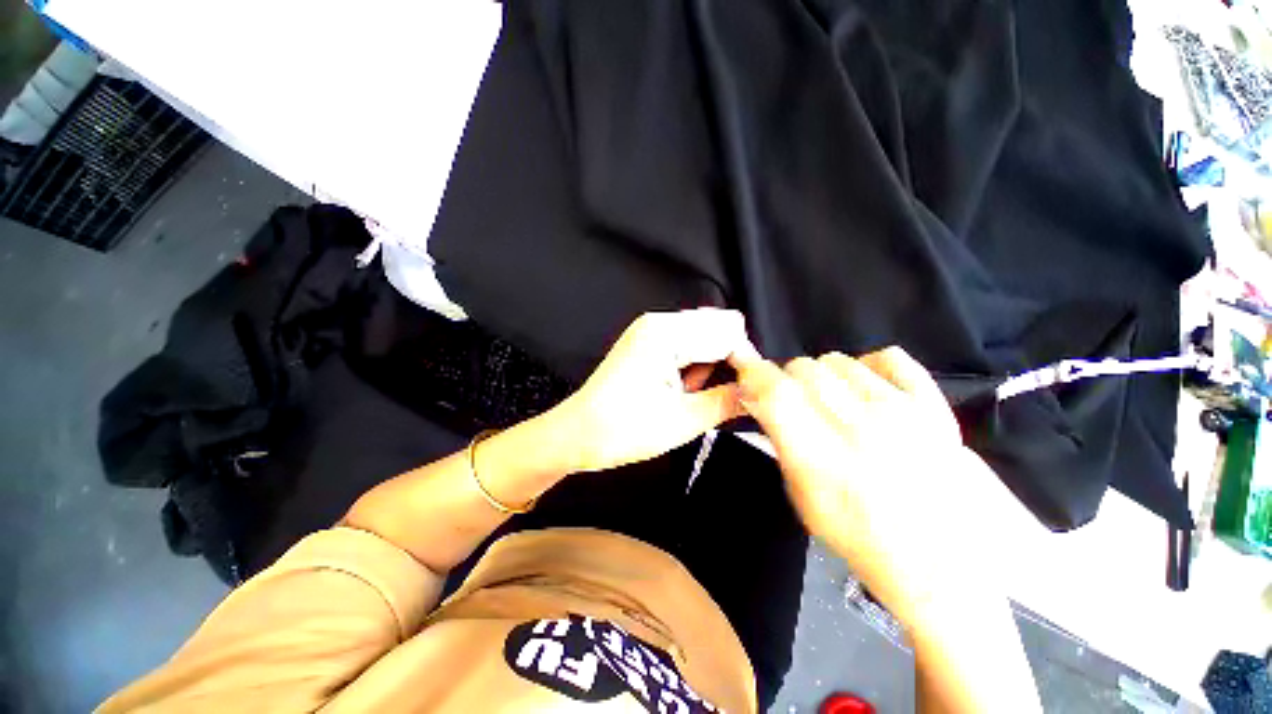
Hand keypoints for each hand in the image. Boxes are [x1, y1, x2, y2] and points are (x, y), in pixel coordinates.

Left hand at [552, 309, 751, 472]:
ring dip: (711, 364)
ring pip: (704, 336)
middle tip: (726, 396)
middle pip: (717, 328)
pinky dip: (695, 364)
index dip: (746, 361)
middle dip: (729, 360)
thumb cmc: (623, 429)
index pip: (729, 332)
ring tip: (694, 395)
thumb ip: (729, 401)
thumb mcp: (684, 420)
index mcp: (667, 333)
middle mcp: (659, 322)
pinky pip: (686, 343)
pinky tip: (683, 388)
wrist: (576, 434)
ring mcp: (650, 330)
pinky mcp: (646, 342)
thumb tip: (759, 393)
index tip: (752, 391)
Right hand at [728, 346, 1032, 624]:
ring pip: (838, 361)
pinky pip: (888, 357)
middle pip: (803, 369)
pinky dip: (866, 365)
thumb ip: (780, 444)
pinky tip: (864, 388)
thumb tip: (759, 402)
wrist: (949, 562)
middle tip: (791, 399)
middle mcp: (859, 428)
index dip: (753, 373)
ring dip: (822, 376)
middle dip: (786, 378)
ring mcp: (901, 413)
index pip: (776, 393)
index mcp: (821, 460)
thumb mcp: (804, 501)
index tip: (745, 368)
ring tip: (830, 400)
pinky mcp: (933, 406)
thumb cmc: (864, 540)